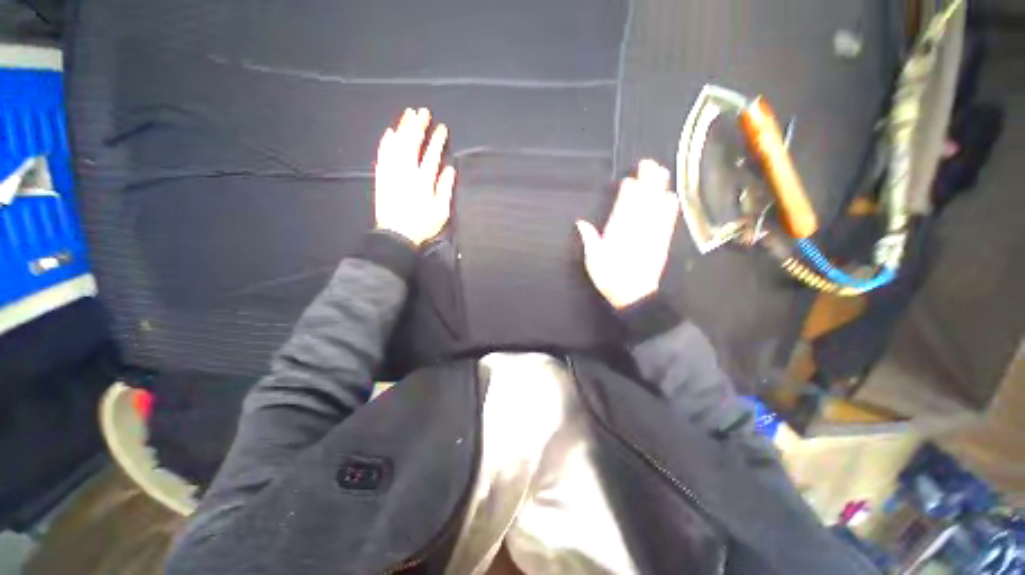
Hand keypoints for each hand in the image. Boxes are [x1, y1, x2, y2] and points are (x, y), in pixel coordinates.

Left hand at [374, 107, 456, 245]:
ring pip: (396, 145)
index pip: (431, 154)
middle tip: (423, 111)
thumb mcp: (440, 211)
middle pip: (412, 143)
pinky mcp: (382, 176)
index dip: (437, 140)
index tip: (441, 128)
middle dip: (418, 126)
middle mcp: (406, 172)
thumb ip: (445, 189)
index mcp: (423, 180)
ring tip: (408, 114)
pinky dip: (386, 142)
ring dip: (402, 128)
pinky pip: (383, 154)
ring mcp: (392, 173)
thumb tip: (449, 169)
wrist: (395, 235)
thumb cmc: (421, 225)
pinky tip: (389, 132)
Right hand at [576, 159, 678, 308]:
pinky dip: (670, 206)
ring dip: (660, 187)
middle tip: (648, 163)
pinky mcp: (662, 240)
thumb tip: (580, 222)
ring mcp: (652, 232)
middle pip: (644, 198)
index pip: (625, 204)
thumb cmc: (610, 278)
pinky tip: (672, 196)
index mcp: (618, 231)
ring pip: (658, 204)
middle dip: (647, 180)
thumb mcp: (593, 261)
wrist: (635, 295)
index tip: (629, 179)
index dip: (629, 189)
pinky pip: (668, 219)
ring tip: (661, 172)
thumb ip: (589, 239)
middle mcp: (637, 227)